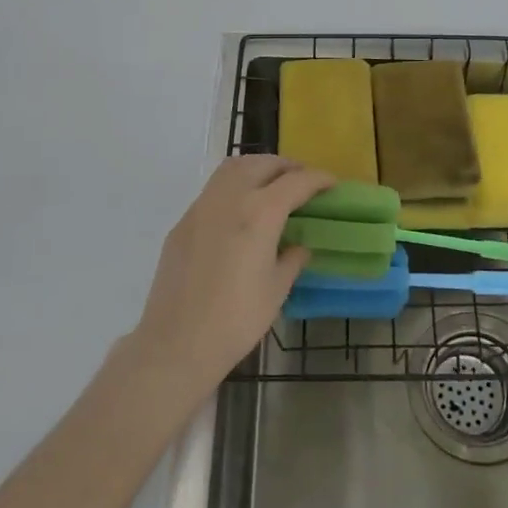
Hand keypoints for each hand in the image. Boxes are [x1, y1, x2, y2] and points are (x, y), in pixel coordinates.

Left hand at [129, 156, 330, 393]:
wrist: (176, 343)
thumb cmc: (236, 319)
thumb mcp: (276, 290)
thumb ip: (292, 259)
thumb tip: (298, 246)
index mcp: (260, 212)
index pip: (296, 182)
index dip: (318, 179)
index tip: (331, 183)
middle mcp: (230, 198)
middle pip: (262, 164)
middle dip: (287, 166)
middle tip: (302, 181)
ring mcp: (201, 207)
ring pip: (233, 168)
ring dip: (257, 168)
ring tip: (272, 185)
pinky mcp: (182, 223)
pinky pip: (213, 190)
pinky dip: (234, 187)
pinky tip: (241, 213)